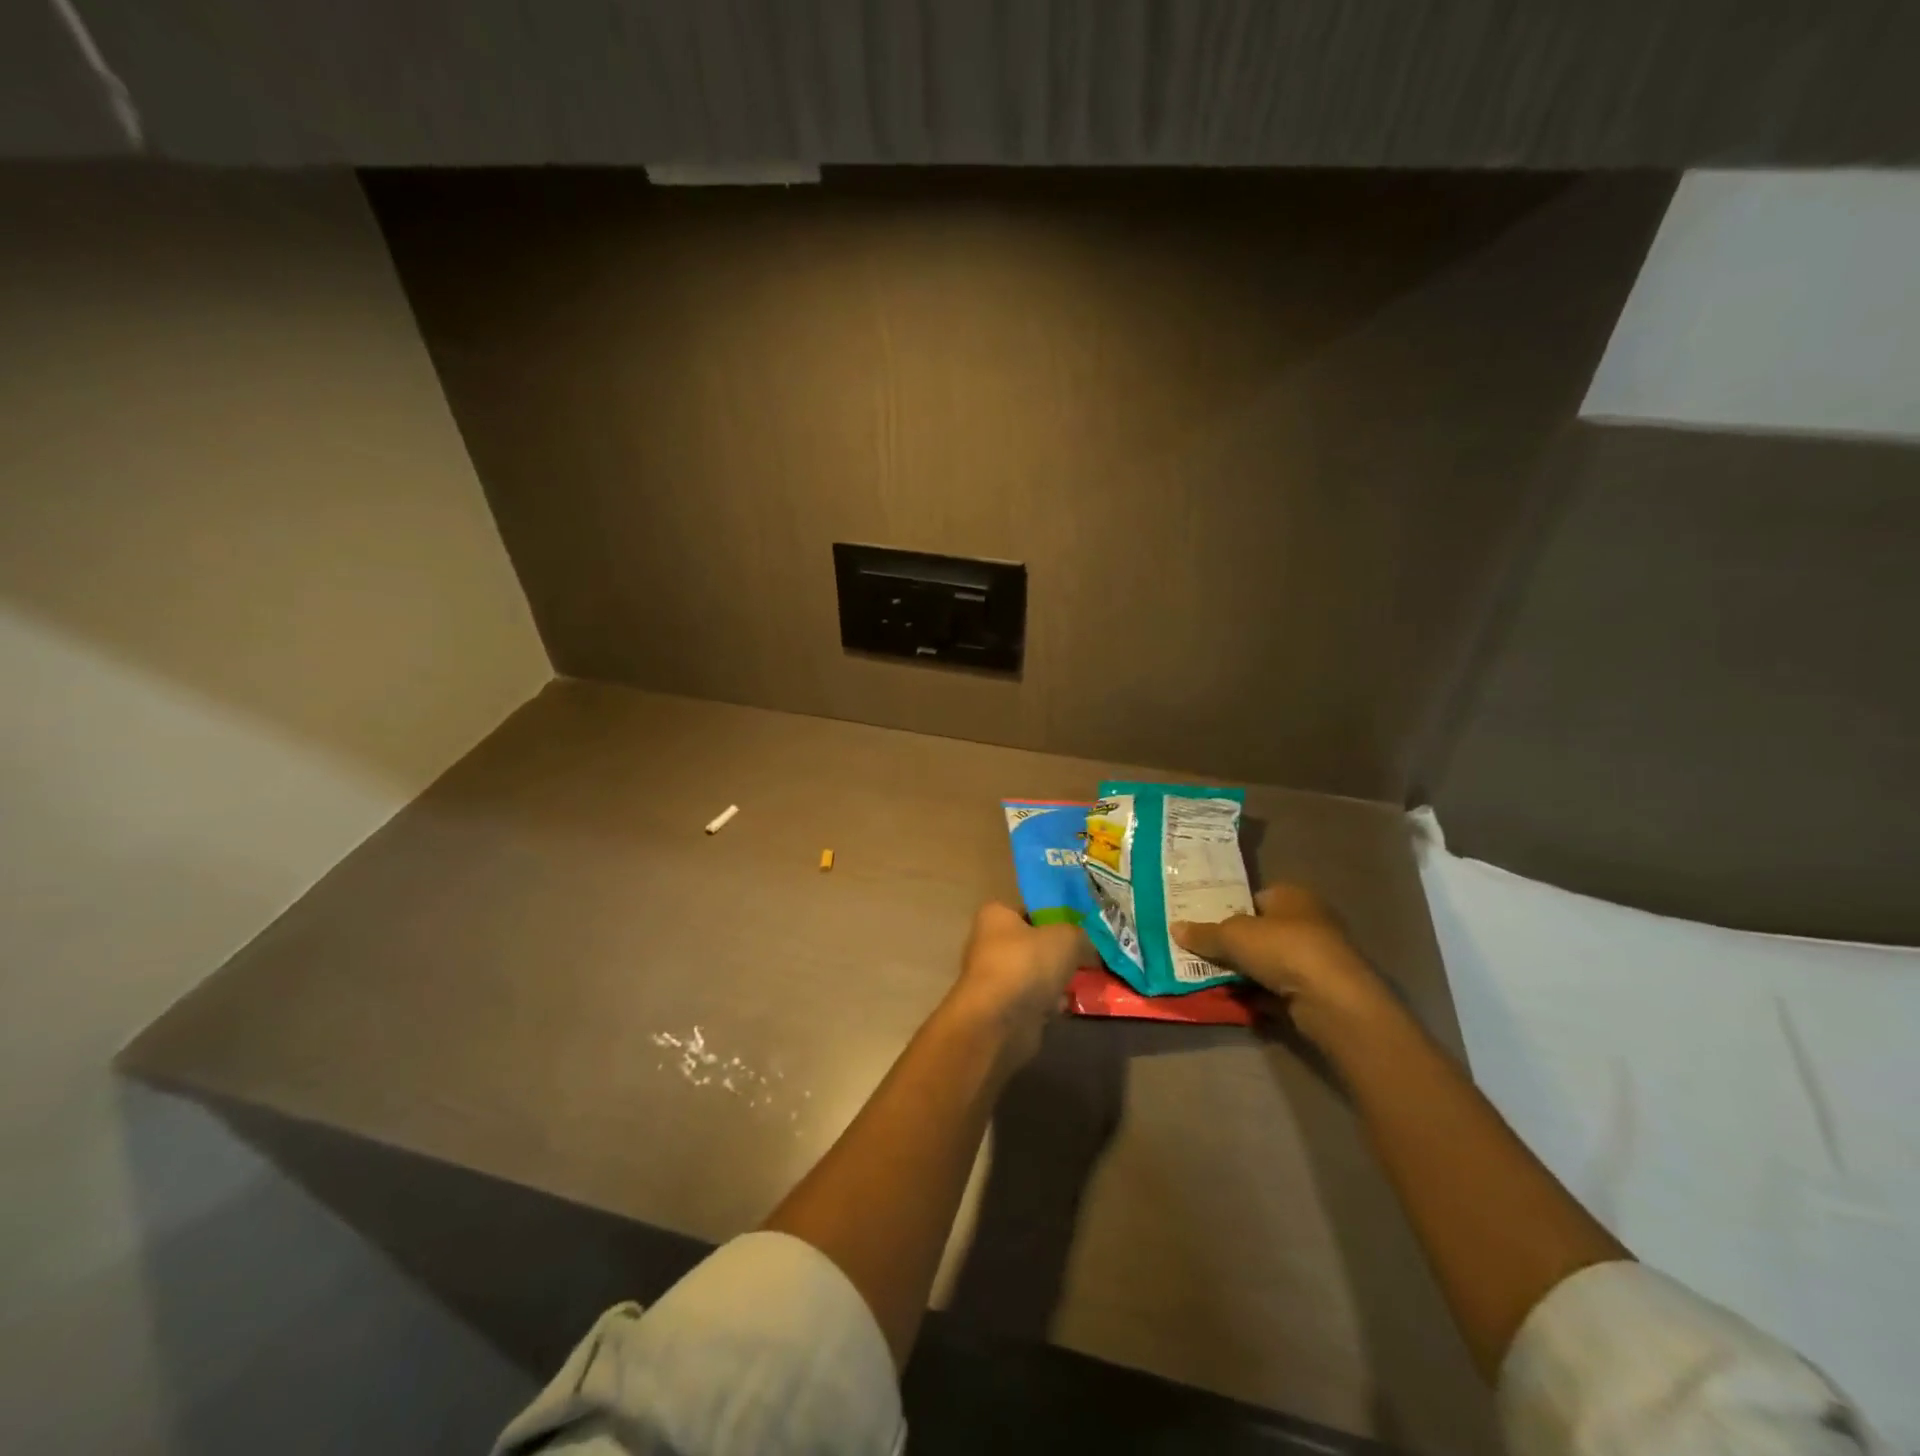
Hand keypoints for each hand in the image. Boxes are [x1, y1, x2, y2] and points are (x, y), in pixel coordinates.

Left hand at [946, 903, 1091, 1069]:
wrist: (999, 1022)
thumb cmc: (1027, 964)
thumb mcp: (1066, 938)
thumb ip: (1081, 936)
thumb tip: (1088, 946)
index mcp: (996, 915)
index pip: (1030, 909)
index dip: (1056, 916)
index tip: (1082, 929)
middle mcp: (989, 942)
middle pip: (1034, 943)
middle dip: (1059, 953)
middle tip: (1087, 957)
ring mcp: (993, 978)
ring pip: (1035, 974)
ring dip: (1056, 981)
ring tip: (1083, 983)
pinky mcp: (1001, 1009)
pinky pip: (1032, 1000)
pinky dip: (1048, 1004)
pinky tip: (1065, 1006)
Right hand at [1172, 884, 1389, 1044]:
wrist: (1333, 1002)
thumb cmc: (1284, 949)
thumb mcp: (1233, 936)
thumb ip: (1204, 933)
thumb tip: (1174, 928)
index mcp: (1293, 896)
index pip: (1254, 897)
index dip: (1227, 909)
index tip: (1201, 924)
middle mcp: (1308, 922)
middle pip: (1259, 931)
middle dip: (1232, 944)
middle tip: (1199, 952)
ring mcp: (1316, 959)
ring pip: (1268, 963)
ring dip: (1243, 972)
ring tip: (1208, 978)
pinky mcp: (1317, 992)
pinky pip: (1277, 990)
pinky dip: (1257, 995)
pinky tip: (1233, 1001)